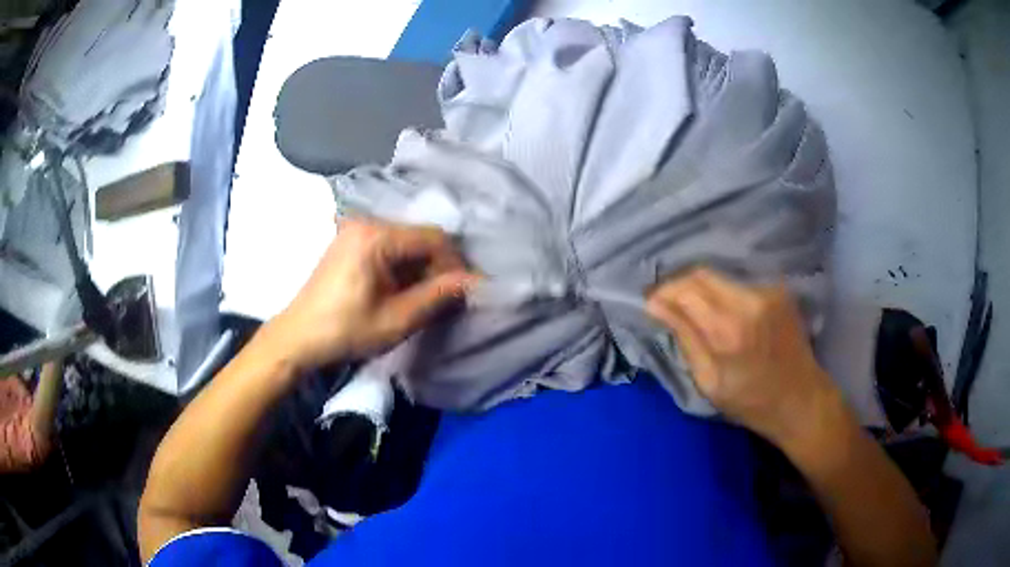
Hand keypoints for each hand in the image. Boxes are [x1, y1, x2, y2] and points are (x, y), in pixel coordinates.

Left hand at [265, 218, 478, 370]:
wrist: (297, 338)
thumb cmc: (345, 331)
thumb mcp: (396, 319)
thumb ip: (437, 296)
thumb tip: (475, 282)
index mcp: (376, 237)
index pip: (433, 238)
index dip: (454, 263)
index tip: (465, 291)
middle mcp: (366, 222)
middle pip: (419, 237)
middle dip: (437, 266)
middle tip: (445, 298)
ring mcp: (355, 230)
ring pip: (405, 242)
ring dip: (420, 267)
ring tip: (424, 297)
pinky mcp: (349, 241)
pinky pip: (388, 246)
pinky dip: (402, 266)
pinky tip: (401, 290)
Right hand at [646, 268, 836, 444]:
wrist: (802, 399)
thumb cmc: (752, 402)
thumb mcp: (709, 382)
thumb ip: (685, 338)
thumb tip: (657, 307)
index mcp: (728, 330)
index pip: (685, 290)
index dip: (662, 292)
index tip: (650, 303)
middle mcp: (749, 300)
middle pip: (702, 274)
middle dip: (678, 285)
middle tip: (666, 303)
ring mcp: (767, 291)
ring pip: (720, 276)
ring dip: (700, 289)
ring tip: (691, 308)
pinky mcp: (778, 290)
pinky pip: (739, 283)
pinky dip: (722, 293)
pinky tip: (721, 311)